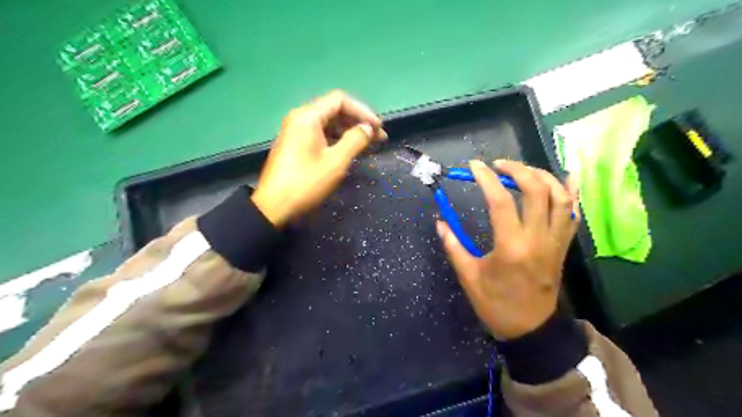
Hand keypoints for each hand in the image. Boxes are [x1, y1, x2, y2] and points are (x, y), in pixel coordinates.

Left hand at [253, 91, 384, 225]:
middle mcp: (300, 118)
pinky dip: (337, 139)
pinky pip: (320, 134)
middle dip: (358, 121)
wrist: (274, 207)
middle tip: (378, 137)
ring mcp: (296, 131)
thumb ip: (355, 140)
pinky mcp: (296, 145)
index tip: (378, 128)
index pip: (340, 100)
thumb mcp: (335, 162)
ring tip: (368, 144)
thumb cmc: (306, 182)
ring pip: (328, 123)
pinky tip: (349, 150)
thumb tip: (368, 128)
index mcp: (308, 117)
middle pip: (334, 110)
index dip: (363, 111)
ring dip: (349, 131)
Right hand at [436, 157, 578, 337]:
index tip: (474, 166)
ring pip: (560, 197)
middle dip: (517, 169)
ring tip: (522, 170)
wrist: (531, 329)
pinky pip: (573, 214)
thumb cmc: (496, 304)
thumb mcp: (469, 277)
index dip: (486, 179)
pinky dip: (569, 192)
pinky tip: (563, 177)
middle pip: (537, 190)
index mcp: (511, 247)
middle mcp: (538, 239)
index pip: (501, 201)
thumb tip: (439, 222)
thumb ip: (453, 246)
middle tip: (498, 165)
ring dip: (542, 176)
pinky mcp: (563, 246)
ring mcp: (555, 241)